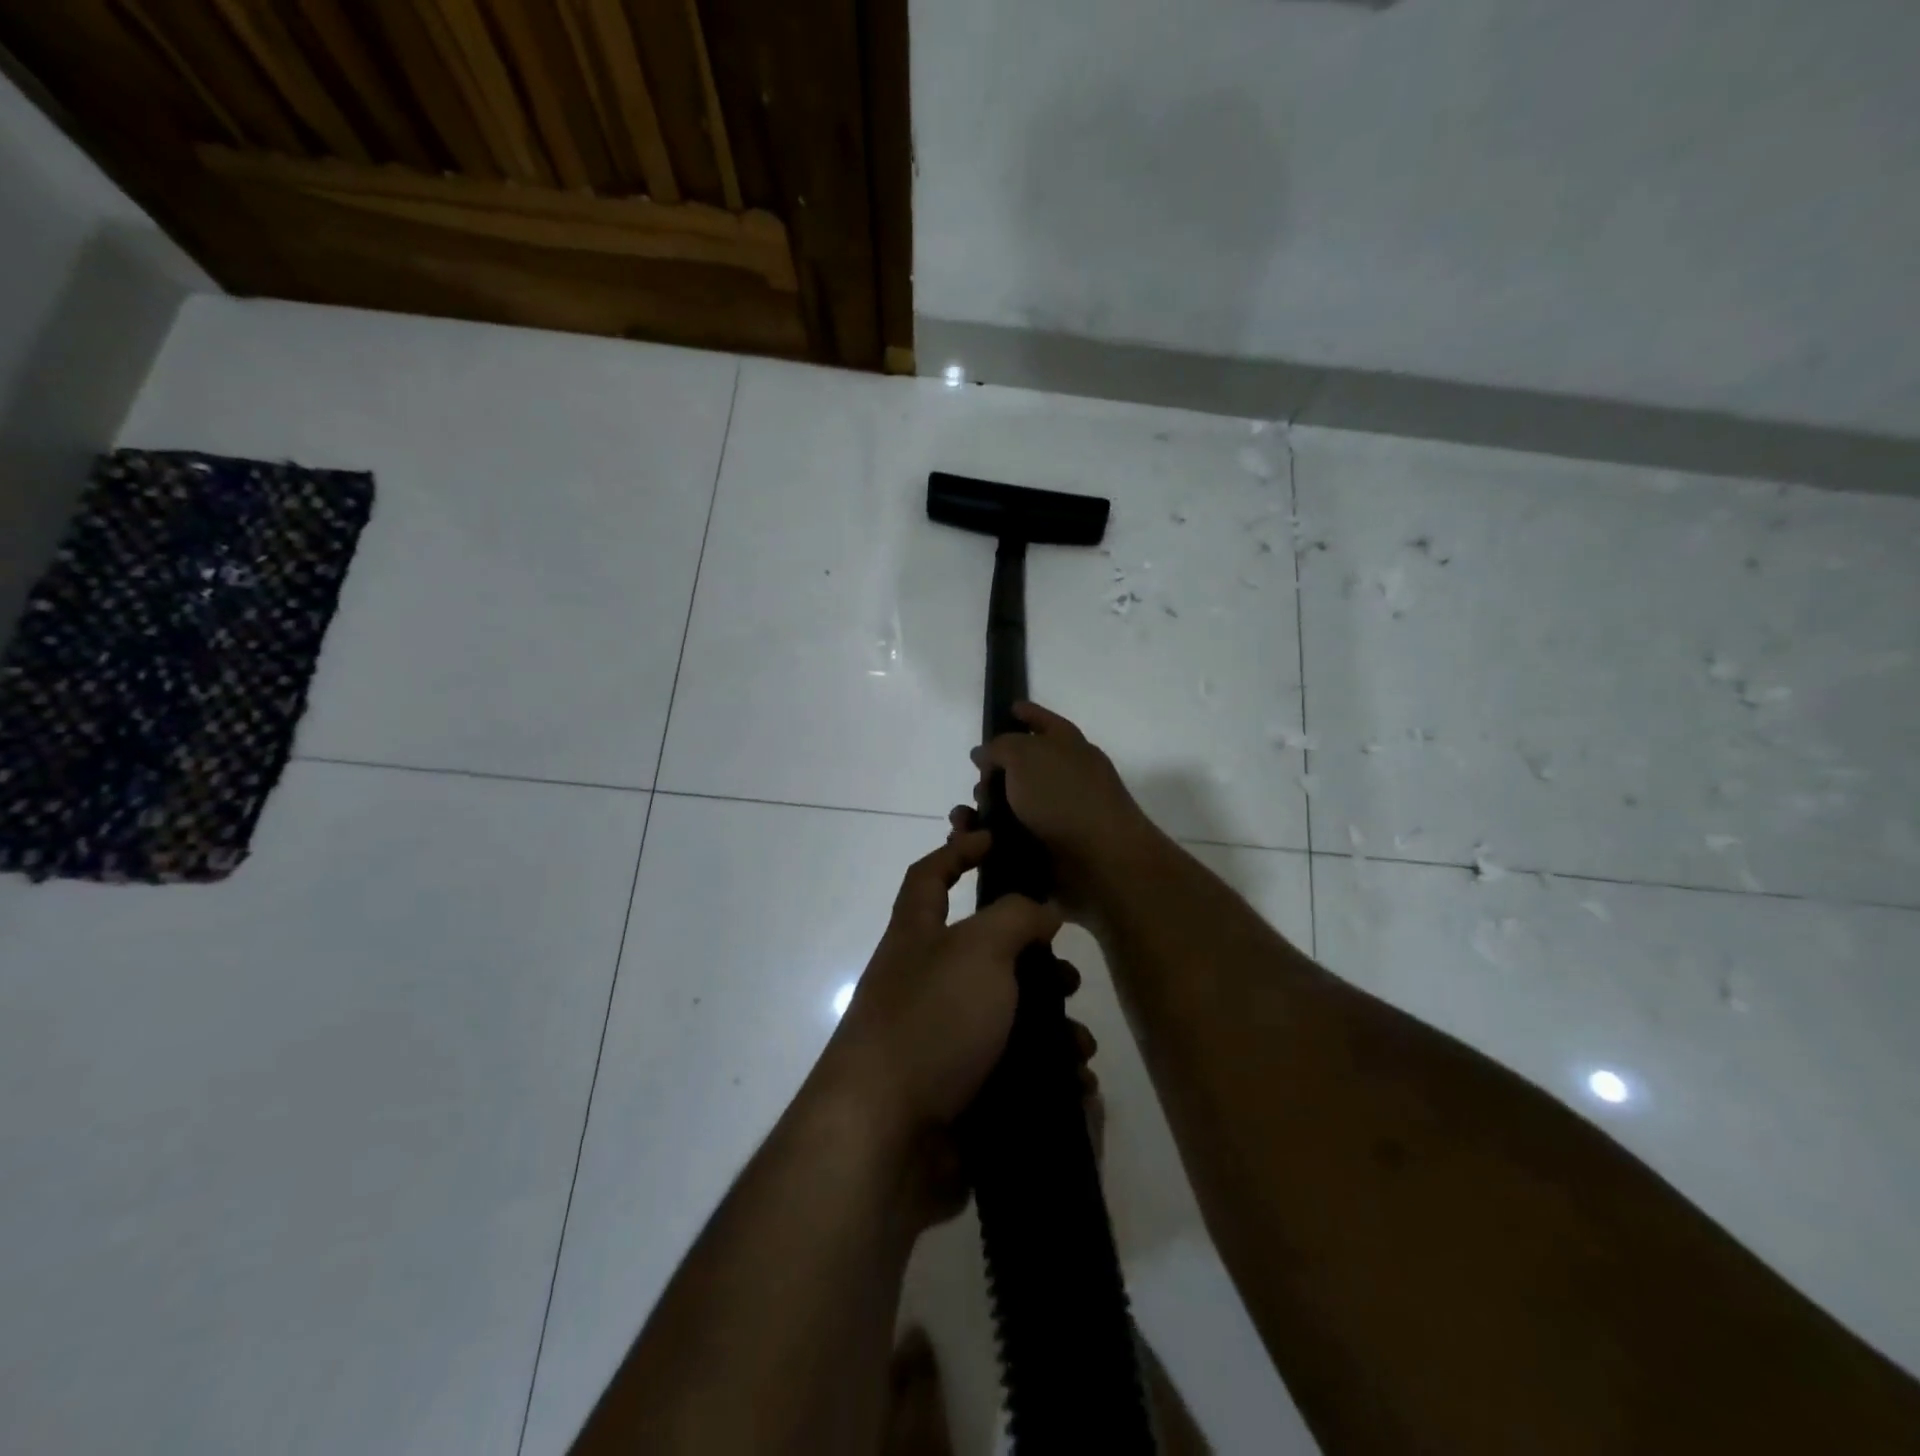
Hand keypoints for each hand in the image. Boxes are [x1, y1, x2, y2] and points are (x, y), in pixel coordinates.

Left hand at [810, 830, 1093, 1226]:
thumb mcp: (978, 950)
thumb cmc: (930, 1021)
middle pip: (983, 953)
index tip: (995, 839)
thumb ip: (1015, 918)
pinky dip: (1047, 1076)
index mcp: (917, 937)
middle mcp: (924, 983)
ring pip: (1007, 1018)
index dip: (958, 850)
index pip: (929, 876)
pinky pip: (1013, 1074)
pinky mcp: (959, 1093)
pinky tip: (1075, 1087)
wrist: (885, 1138)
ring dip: (1050, 1026)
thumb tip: (1041, 908)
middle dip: (1032, 959)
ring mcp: (940, 1041)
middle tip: (1067, 974)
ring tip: (1079, 1044)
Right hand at [964, 701, 1157, 914]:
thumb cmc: (1064, 797)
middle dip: (992, 773)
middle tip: (978, 782)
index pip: (1045, 722)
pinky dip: (986, 839)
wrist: (1099, 862)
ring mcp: (1058, 816)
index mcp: (1068, 747)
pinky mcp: (1047, 851)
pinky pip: (1007, 840)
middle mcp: (1065, 779)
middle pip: (1022, 768)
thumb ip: (1001, 747)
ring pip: (1010, 806)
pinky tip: (968, 841)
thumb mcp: (1026, 756)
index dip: (1027, 713)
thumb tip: (985, 754)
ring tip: (963, 820)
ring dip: (983, 810)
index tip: (1009, 708)